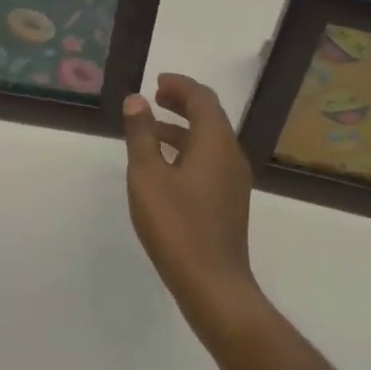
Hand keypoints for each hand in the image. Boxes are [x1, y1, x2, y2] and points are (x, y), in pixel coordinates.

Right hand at [123, 73, 262, 336]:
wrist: (214, 287)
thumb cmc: (177, 226)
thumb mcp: (147, 176)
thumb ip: (141, 134)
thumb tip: (136, 100)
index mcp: (215, 142)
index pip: (202, 98)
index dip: (180, 85)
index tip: (157, 82)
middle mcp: (230, 155)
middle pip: (209, 116)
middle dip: (183, 103)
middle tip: (155, 99)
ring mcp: (233, 181)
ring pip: (210, 140)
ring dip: (183, 128)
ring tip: (152, 131)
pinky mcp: (229, 202)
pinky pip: (210, 160)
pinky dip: (189, 150)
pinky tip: (166, 168)